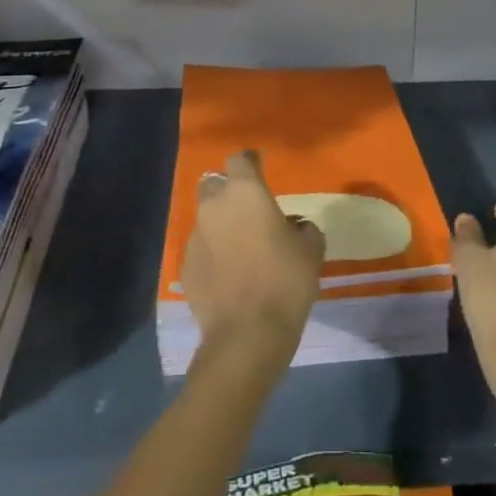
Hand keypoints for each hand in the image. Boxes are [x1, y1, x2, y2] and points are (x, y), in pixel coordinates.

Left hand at [183, 150, 324, 369]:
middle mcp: (214, 206)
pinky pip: (201, 250)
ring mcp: (195, 237)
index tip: (261, 169)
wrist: (248, 335)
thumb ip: (303, 229)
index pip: (240, 159)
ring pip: (206, 219)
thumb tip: (294, 228)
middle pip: (214, 184)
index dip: (251, 163)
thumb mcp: (311, 250)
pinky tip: (227, 275)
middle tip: (248, 210)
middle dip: (228, 192)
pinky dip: (212, 255)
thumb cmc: (285, 281)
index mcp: (245, 192)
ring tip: (239, 247)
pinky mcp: (185, 268)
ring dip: (220, 225)